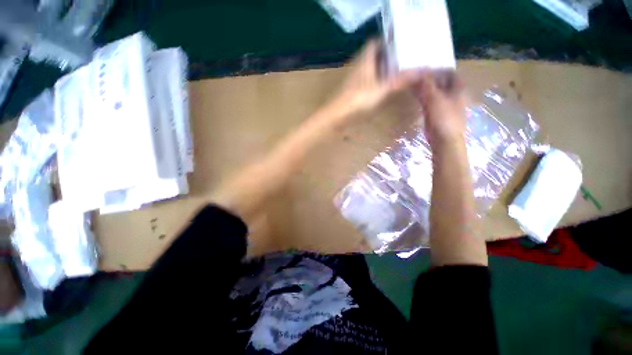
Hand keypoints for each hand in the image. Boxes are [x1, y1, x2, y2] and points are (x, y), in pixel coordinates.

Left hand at [325, 40, 423, 125]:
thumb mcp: (381, 90)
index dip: (386, 42)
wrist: (336, 116)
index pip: (374, 43)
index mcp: (365, 61)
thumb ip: (399, 80)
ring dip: (381, 70)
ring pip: (369, 70)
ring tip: (396, 74)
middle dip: (387, 57)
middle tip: (403, 60)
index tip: (401, 45)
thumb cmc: (358, 100)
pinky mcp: (351, 92)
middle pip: (373, 57)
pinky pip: (366, 82)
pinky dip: (375, 82)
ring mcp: (354, 80)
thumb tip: (422, 70)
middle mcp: (358, 67)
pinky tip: (382, 89)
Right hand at [416, 71, 466, 143]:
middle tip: (416, 75)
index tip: (427, 67)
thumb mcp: (435, 99)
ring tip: (413, 83)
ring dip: (424, 87)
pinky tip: (414, 96)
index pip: (451, 73)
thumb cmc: (444, 118)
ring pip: (433, 91)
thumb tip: (422, 72)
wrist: (444, 139)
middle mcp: (451, 94)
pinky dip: (422, 97)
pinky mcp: (435, 113)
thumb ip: (428, 85)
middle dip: (430, 78)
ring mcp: (443, 104)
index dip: (440, 69)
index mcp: (457, 89)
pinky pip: (428, 101)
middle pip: (441, 82)